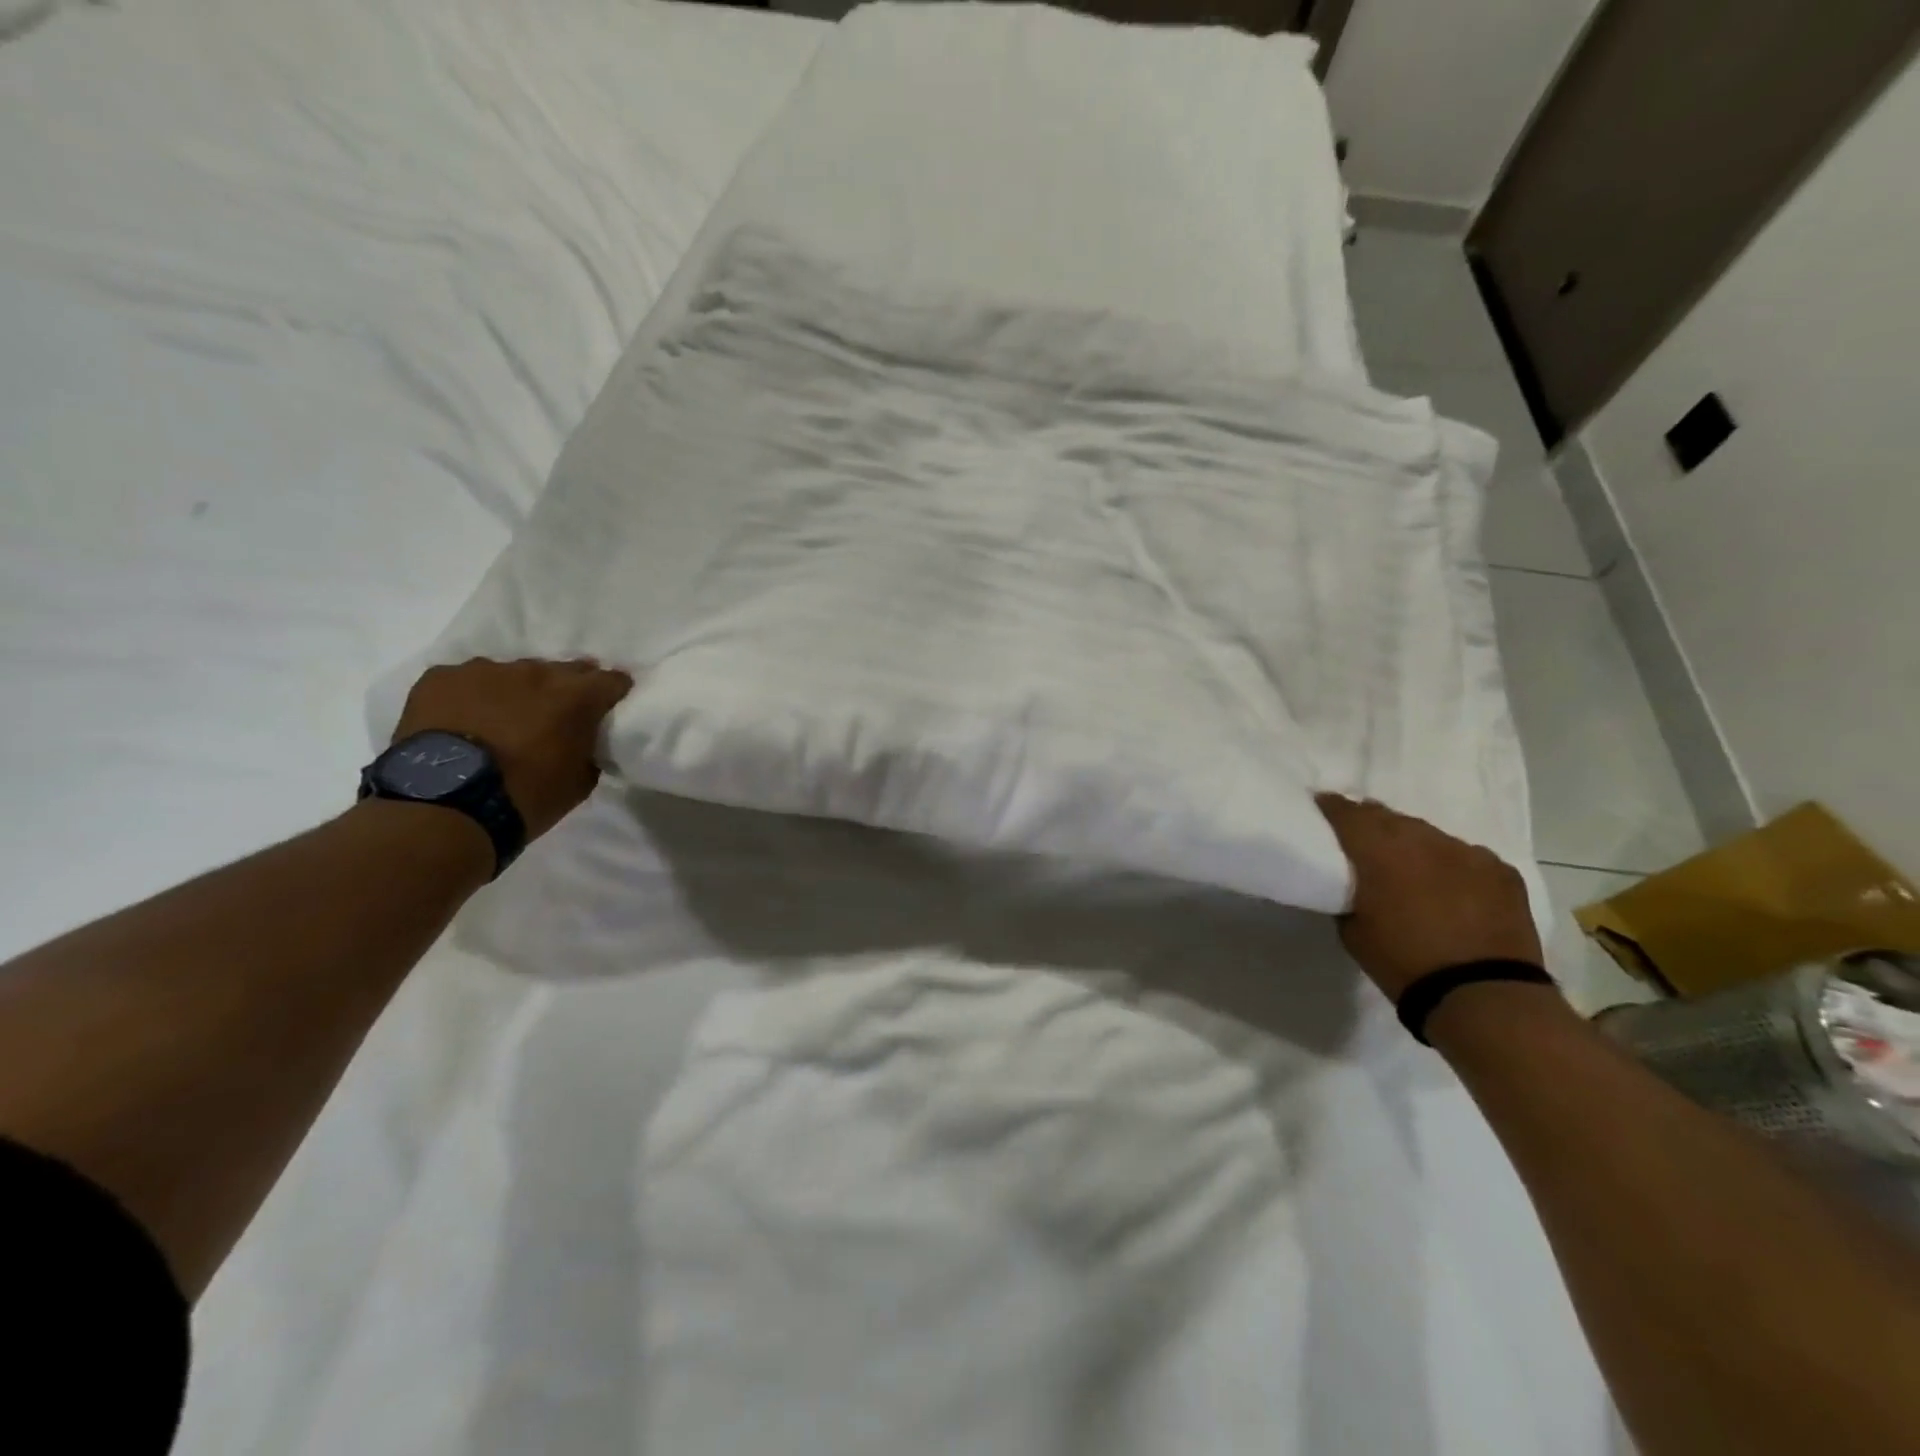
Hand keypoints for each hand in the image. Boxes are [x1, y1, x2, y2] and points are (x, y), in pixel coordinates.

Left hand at [393, 658, 634, 841]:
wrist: (445, 807)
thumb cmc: (525, 798)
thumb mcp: (580, 781)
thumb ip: (588, 748)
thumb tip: (583, 739)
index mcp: (576, 697)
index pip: (611, 680)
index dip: (613, 692)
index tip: (608, 706)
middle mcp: (536, 672)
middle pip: (562, 670)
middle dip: (565, 689)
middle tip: (557, 715)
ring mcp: (485, 670)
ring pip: (513, 674)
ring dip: (517, 691)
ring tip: (504, 718)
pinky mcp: (441, 677)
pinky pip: (467, 680)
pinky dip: (472, 696)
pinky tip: (464, 720)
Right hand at [1317, 794, 1543, 1000]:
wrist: (1482, 995)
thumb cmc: (1403, 962)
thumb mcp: (1352, 930)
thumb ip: (1349, 893)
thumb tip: (1354, 881)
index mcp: (1379, 850)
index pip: (1347, 813)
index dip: (1331, 807)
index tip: (1321, 807)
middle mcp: (1422, 839)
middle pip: (1388, 817)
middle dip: (1371, 823)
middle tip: (1361, 840)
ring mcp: (1467, 852)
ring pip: (1428, 835)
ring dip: (1412, 845)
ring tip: (1408, 866)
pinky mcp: (1501, 870)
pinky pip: (1465, 856)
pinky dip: (1450, 865)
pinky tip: (1450, 888)